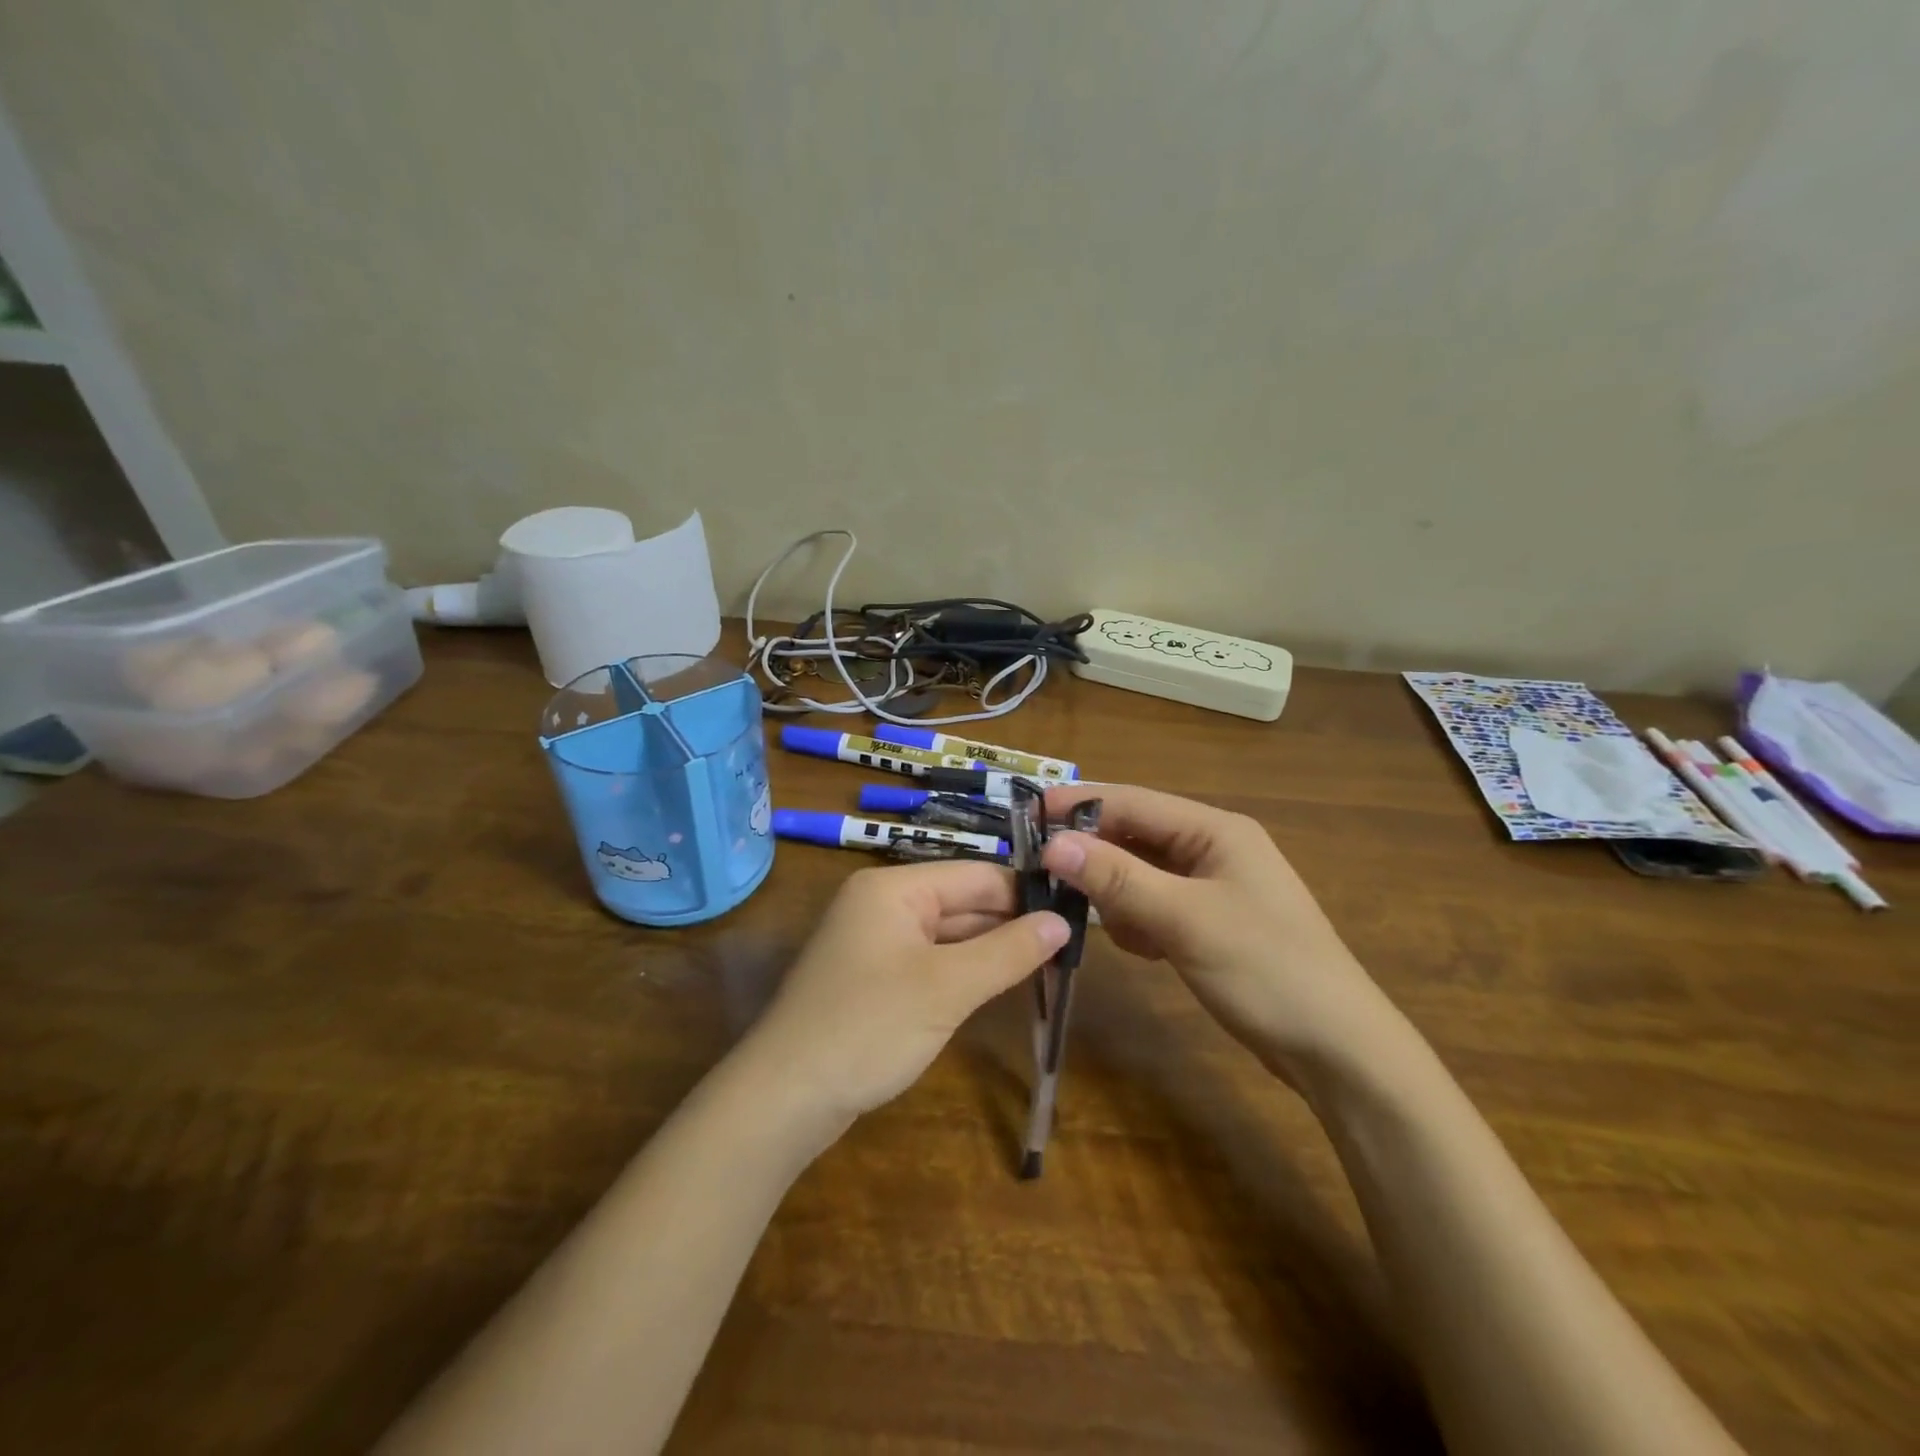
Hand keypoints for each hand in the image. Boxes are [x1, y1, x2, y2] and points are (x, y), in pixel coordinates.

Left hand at [746, 862, 1068, 1125]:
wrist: (783, 1099)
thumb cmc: (868, 1028)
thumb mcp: (947, 988)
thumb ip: (1008, 951)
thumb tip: (1063, 922)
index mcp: (894, 888)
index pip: (976, 875)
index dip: (1025, 893)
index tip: (1076, 914)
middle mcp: (882, 904)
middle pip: (961, 902)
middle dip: (1011, 923)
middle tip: (1070, 945)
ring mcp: (874, 942)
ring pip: (947, 934)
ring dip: (990, 949)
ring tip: (1049, 964)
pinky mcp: (873, 978)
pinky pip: (930, 961)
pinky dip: (963, 971)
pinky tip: (999, 984)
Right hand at [1041, 785, 1400, 1086]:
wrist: (1338, 1052)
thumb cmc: (1266, 971)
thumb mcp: (1185, 919)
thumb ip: (1118, 879)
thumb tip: (1053, 844)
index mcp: (1215, 830)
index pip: (1132, 801)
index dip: (1078, 805)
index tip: (1025, 816)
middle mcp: (1212, 848)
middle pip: (1134, 836)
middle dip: (1094, 855)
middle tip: (1043, 875)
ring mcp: (1212, 888)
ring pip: (1140, 874)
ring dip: (1116, 895)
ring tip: (1108, 925)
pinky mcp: (1209, 924)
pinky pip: (1155, 906)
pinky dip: (1138, 923)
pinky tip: (1143, 950)